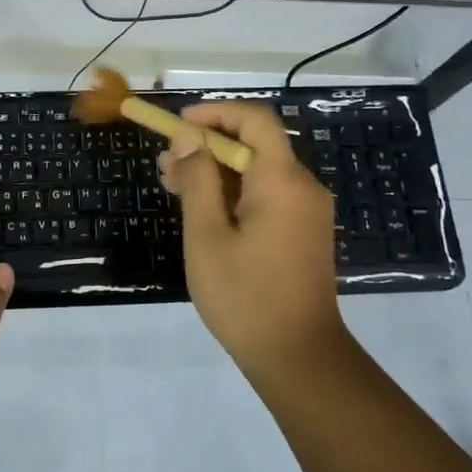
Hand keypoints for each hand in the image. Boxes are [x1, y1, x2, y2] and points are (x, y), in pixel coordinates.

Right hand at [159, 102, 344, 382]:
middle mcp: (302, 186)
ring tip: (173, 187)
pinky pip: (267, 195)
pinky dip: (234, 192)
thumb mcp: (207, 235)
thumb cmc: (246, 296)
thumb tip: (188, 138)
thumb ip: (198, 179)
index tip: (178, 126)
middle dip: (207, 146)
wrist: (299, 358)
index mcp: (282, 180)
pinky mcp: (303, 232)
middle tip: (165, 165)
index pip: (255, 120)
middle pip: (254, 145)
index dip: (215, 113)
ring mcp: (307, 211)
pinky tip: (203, 211)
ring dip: (216, 171)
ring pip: (258, 171)